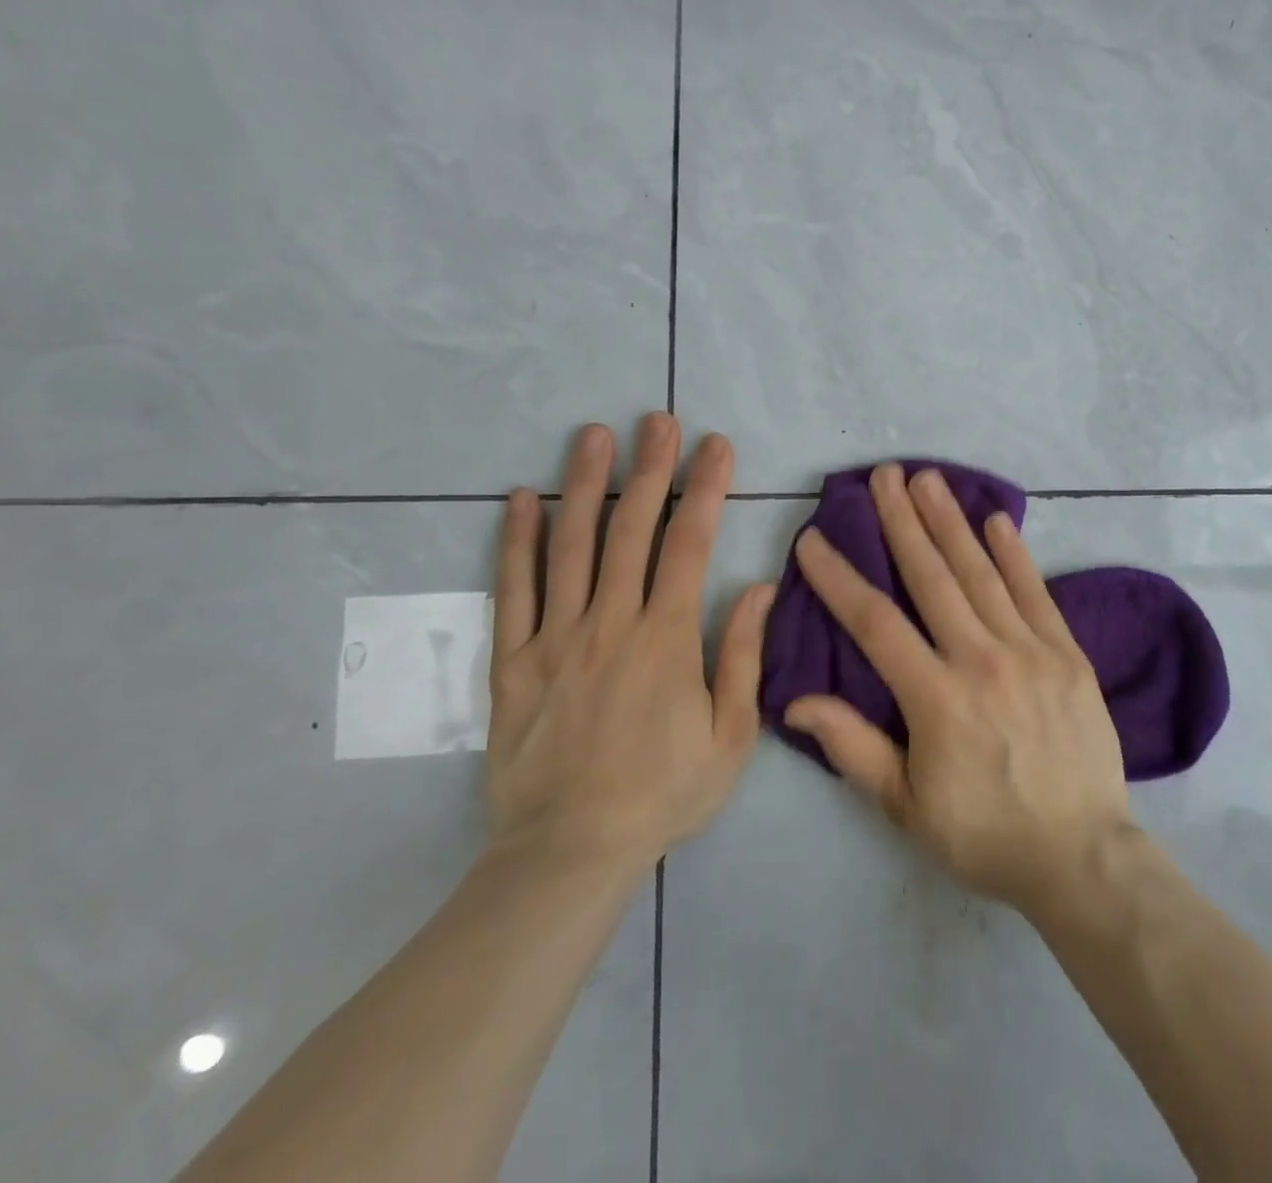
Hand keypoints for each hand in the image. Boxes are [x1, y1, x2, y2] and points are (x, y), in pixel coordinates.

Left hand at [485, 415, 772, 876]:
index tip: (716, 446)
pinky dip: (516, 542)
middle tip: (657, 419)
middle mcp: (611, 623)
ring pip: (570, 546)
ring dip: (584, 484)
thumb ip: (742, 656)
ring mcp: (556, 638)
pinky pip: (512, 591)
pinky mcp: (513, 661)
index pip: (690, 545)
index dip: (705, 489)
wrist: (569, 851)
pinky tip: (519, 499)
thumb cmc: (662, 794)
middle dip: (649, 468)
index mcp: (667, 639)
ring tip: (592, 435)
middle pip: (631, 529)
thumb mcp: (730, 736)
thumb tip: (758, 587)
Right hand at [783, 463, 1131, 914]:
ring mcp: (1031, 651)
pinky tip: (998, 519)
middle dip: (902, 521)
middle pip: (932, 577)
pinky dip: (1016, 555)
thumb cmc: (984, 834)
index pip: (875, 622)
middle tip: (883, 474)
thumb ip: (852, 746)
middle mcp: (982, 659)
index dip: (839, 578)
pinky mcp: (1069, 654)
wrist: (1081, 856)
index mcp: (936, 697)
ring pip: (982, 573)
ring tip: (929, 479)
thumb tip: (795, 700)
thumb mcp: (906, 805)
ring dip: (952, 522)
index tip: (814, 538)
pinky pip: (1037, 593)